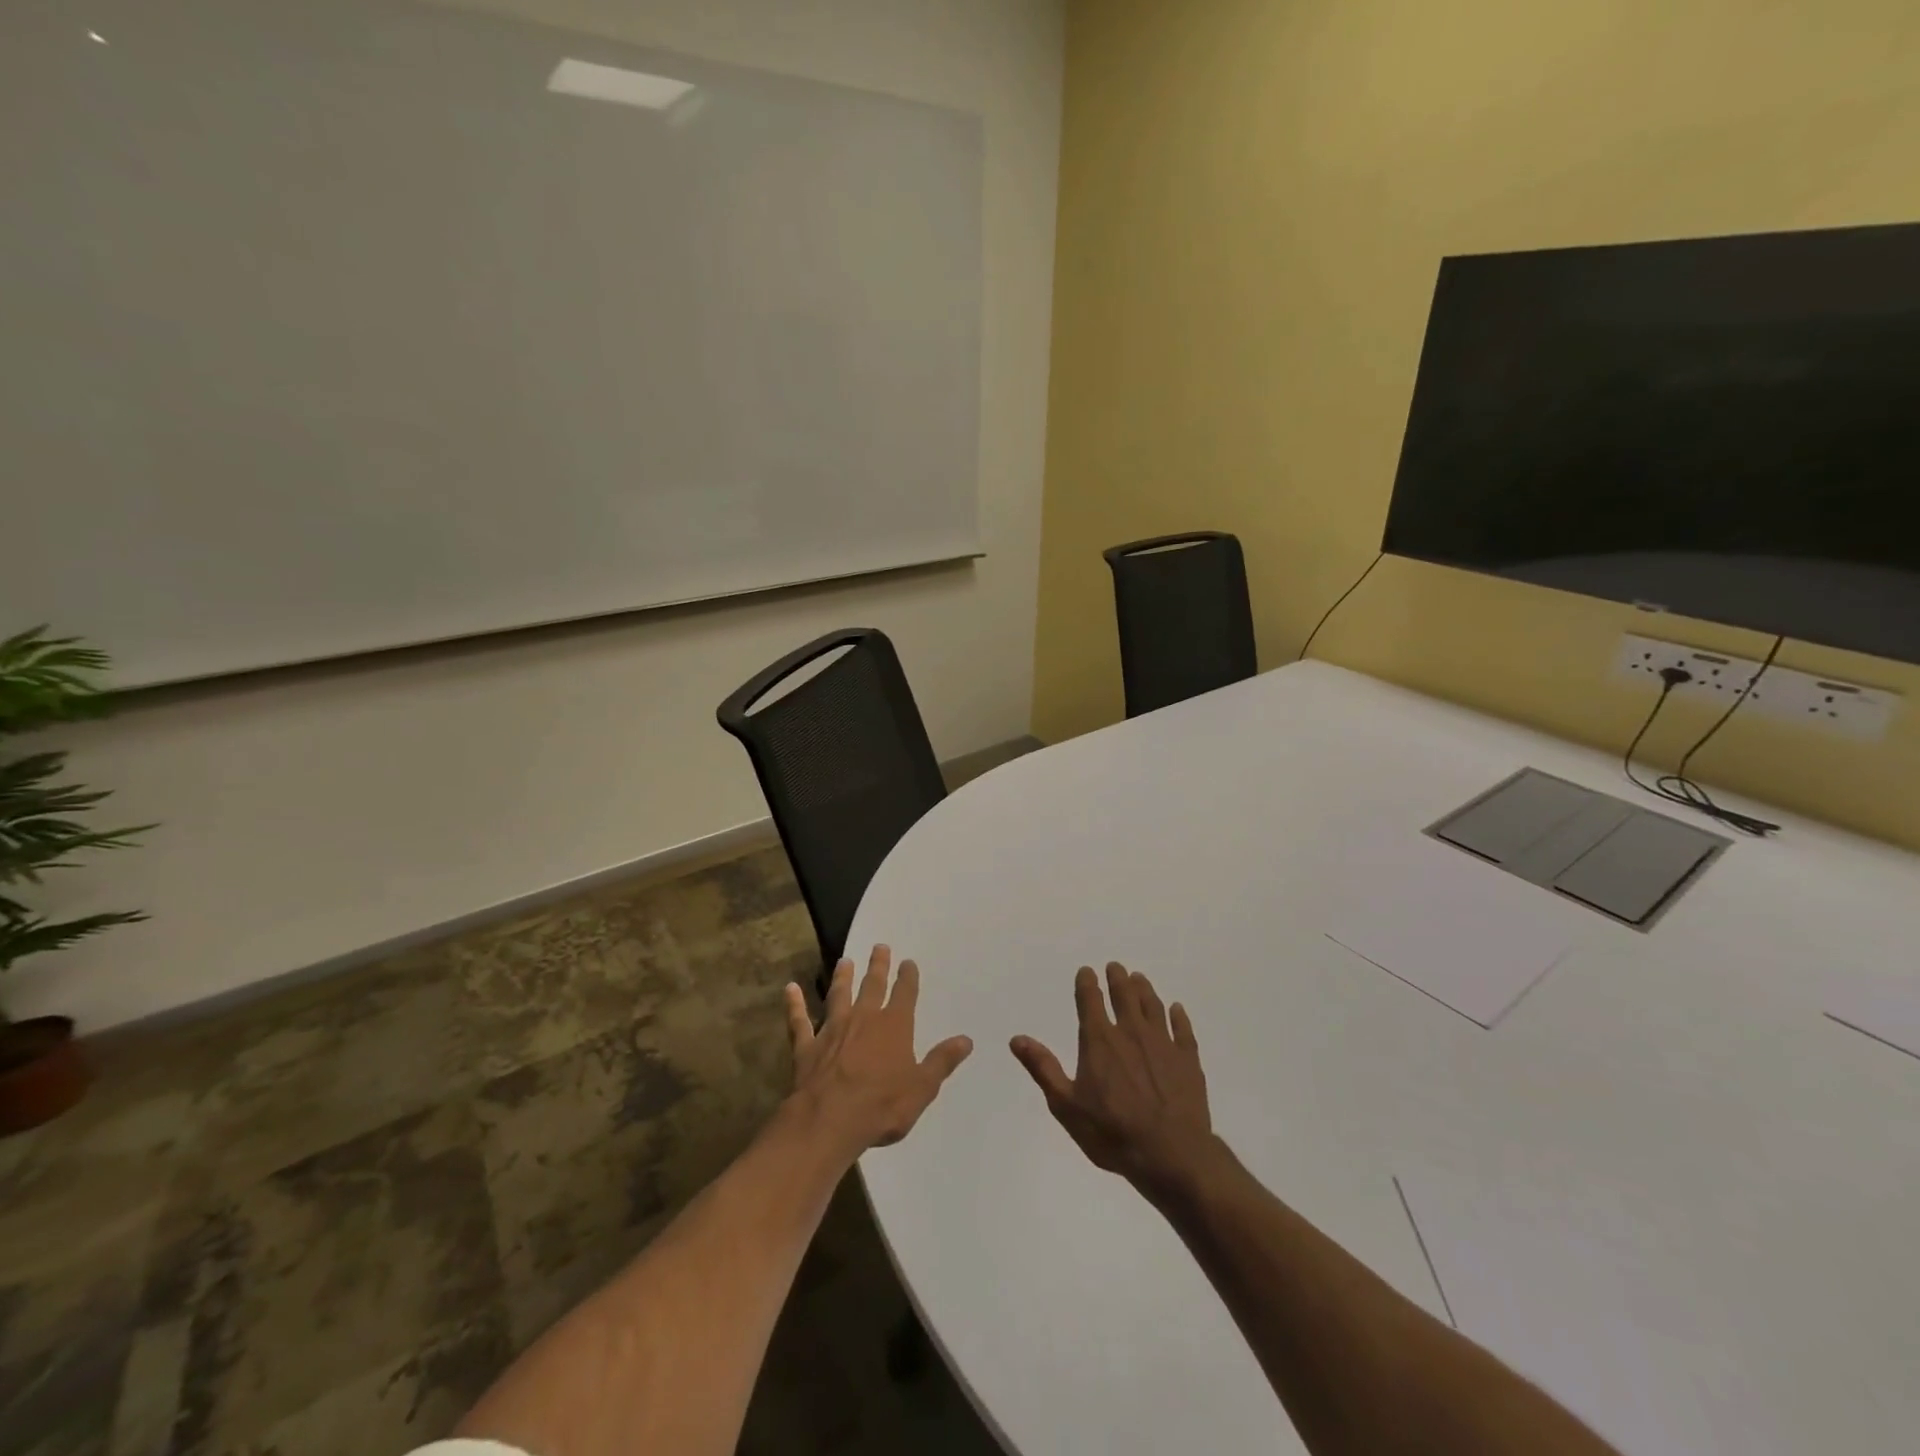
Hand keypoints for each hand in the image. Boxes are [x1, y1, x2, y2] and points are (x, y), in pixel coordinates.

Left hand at [785, 944, 973, 1157]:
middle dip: (878, 966)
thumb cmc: (882, 1106)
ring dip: (842, 978)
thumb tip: (966, 1040)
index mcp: (894, 1027)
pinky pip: (799, 1021)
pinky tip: (790, 989)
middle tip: (880, 947)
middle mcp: (864, 1019)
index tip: (908, 962)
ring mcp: (832, 1029)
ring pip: (838, 995)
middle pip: (872, 986)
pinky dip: (794, 1005)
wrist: (829, 1120)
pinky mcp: (807, 1046)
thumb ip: (942, 1062)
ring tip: (844, 961)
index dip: (908, 978)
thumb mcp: (922, 1088)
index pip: (904, 994)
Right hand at [1010, 963, 1212, 1195]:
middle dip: (1118, 978)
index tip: (1087, 971)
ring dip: (1144, 989)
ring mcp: (1163, 1043)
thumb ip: (1043, 1068)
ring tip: (1139, 979)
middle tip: (1116, 967)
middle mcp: (1131, 1032)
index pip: (1090, 1000)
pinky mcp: (1188, 1059)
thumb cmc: (1112, 1132)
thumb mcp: (1066, 1106)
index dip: (1087, 983)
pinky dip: (1178, 1016)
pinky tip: (1176, 1009)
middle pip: (1124, 995)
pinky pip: (1182, 1029)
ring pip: (1152, 1006)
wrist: (1172, 1155)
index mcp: (1100, 1040)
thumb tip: (1017, 1039)